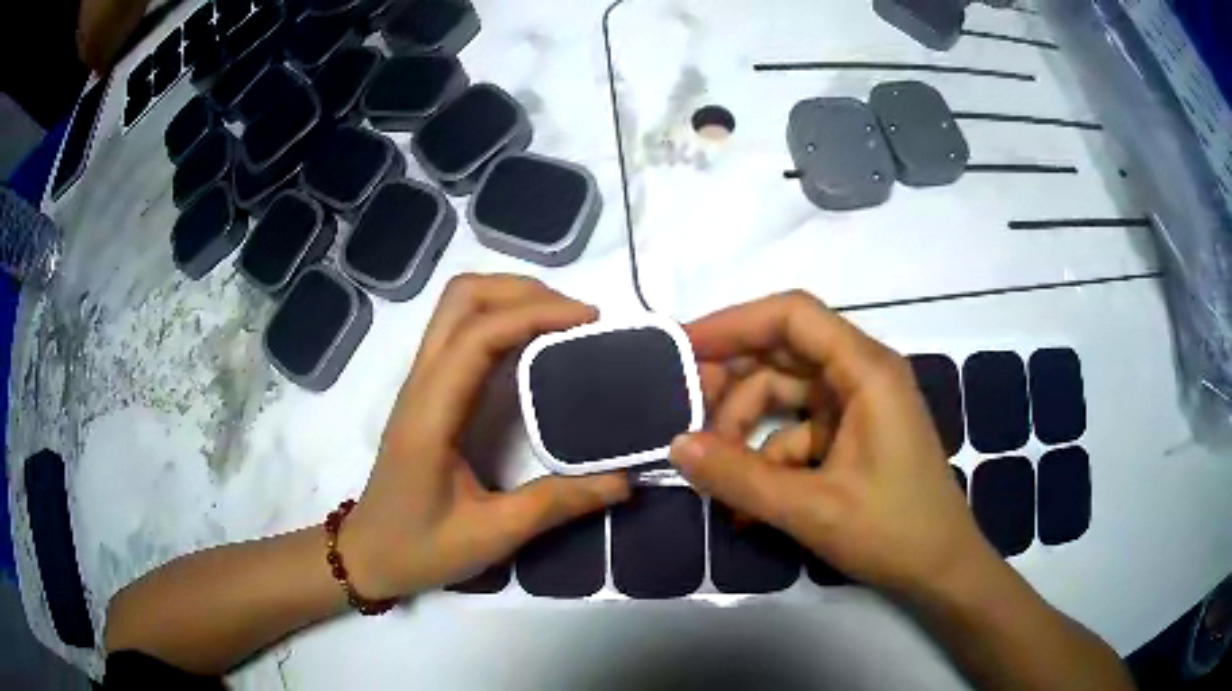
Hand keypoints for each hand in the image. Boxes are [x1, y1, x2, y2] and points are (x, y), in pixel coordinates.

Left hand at [342, 275, 630, 599]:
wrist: (368, 554)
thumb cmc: (420, 548)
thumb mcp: (491, 535)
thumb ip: (556, 504)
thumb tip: (622, 480)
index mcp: (432, 413)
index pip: (479, 335)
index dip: (536, 315)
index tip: (590, 320)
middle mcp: (421, 383)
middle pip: (462, 298)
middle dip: (522, 290)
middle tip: (576, 316)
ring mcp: (419, 383)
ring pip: (458, 307)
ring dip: (509, 298)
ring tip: (560, 321)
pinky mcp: (426, 392)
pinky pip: (460, 330)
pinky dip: (499, 319)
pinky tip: (531, 345)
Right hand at [670, 291, 999, 596]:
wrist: (941, 569)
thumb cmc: (893, 531)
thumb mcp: (812, 508)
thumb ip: (740, 478)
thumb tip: (677, 445)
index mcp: (866, 370)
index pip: (792, 316)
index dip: (734, 323)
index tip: (683, 348)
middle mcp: (862, 375)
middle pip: (783, 355)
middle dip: (733, 386)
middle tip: (686, 418)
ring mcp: (858, 408)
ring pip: (785, 397)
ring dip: (746, 432)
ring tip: (716, 476)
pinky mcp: (852, 438)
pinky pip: (797, 434)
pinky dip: (768, 460)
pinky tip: (748, 505)